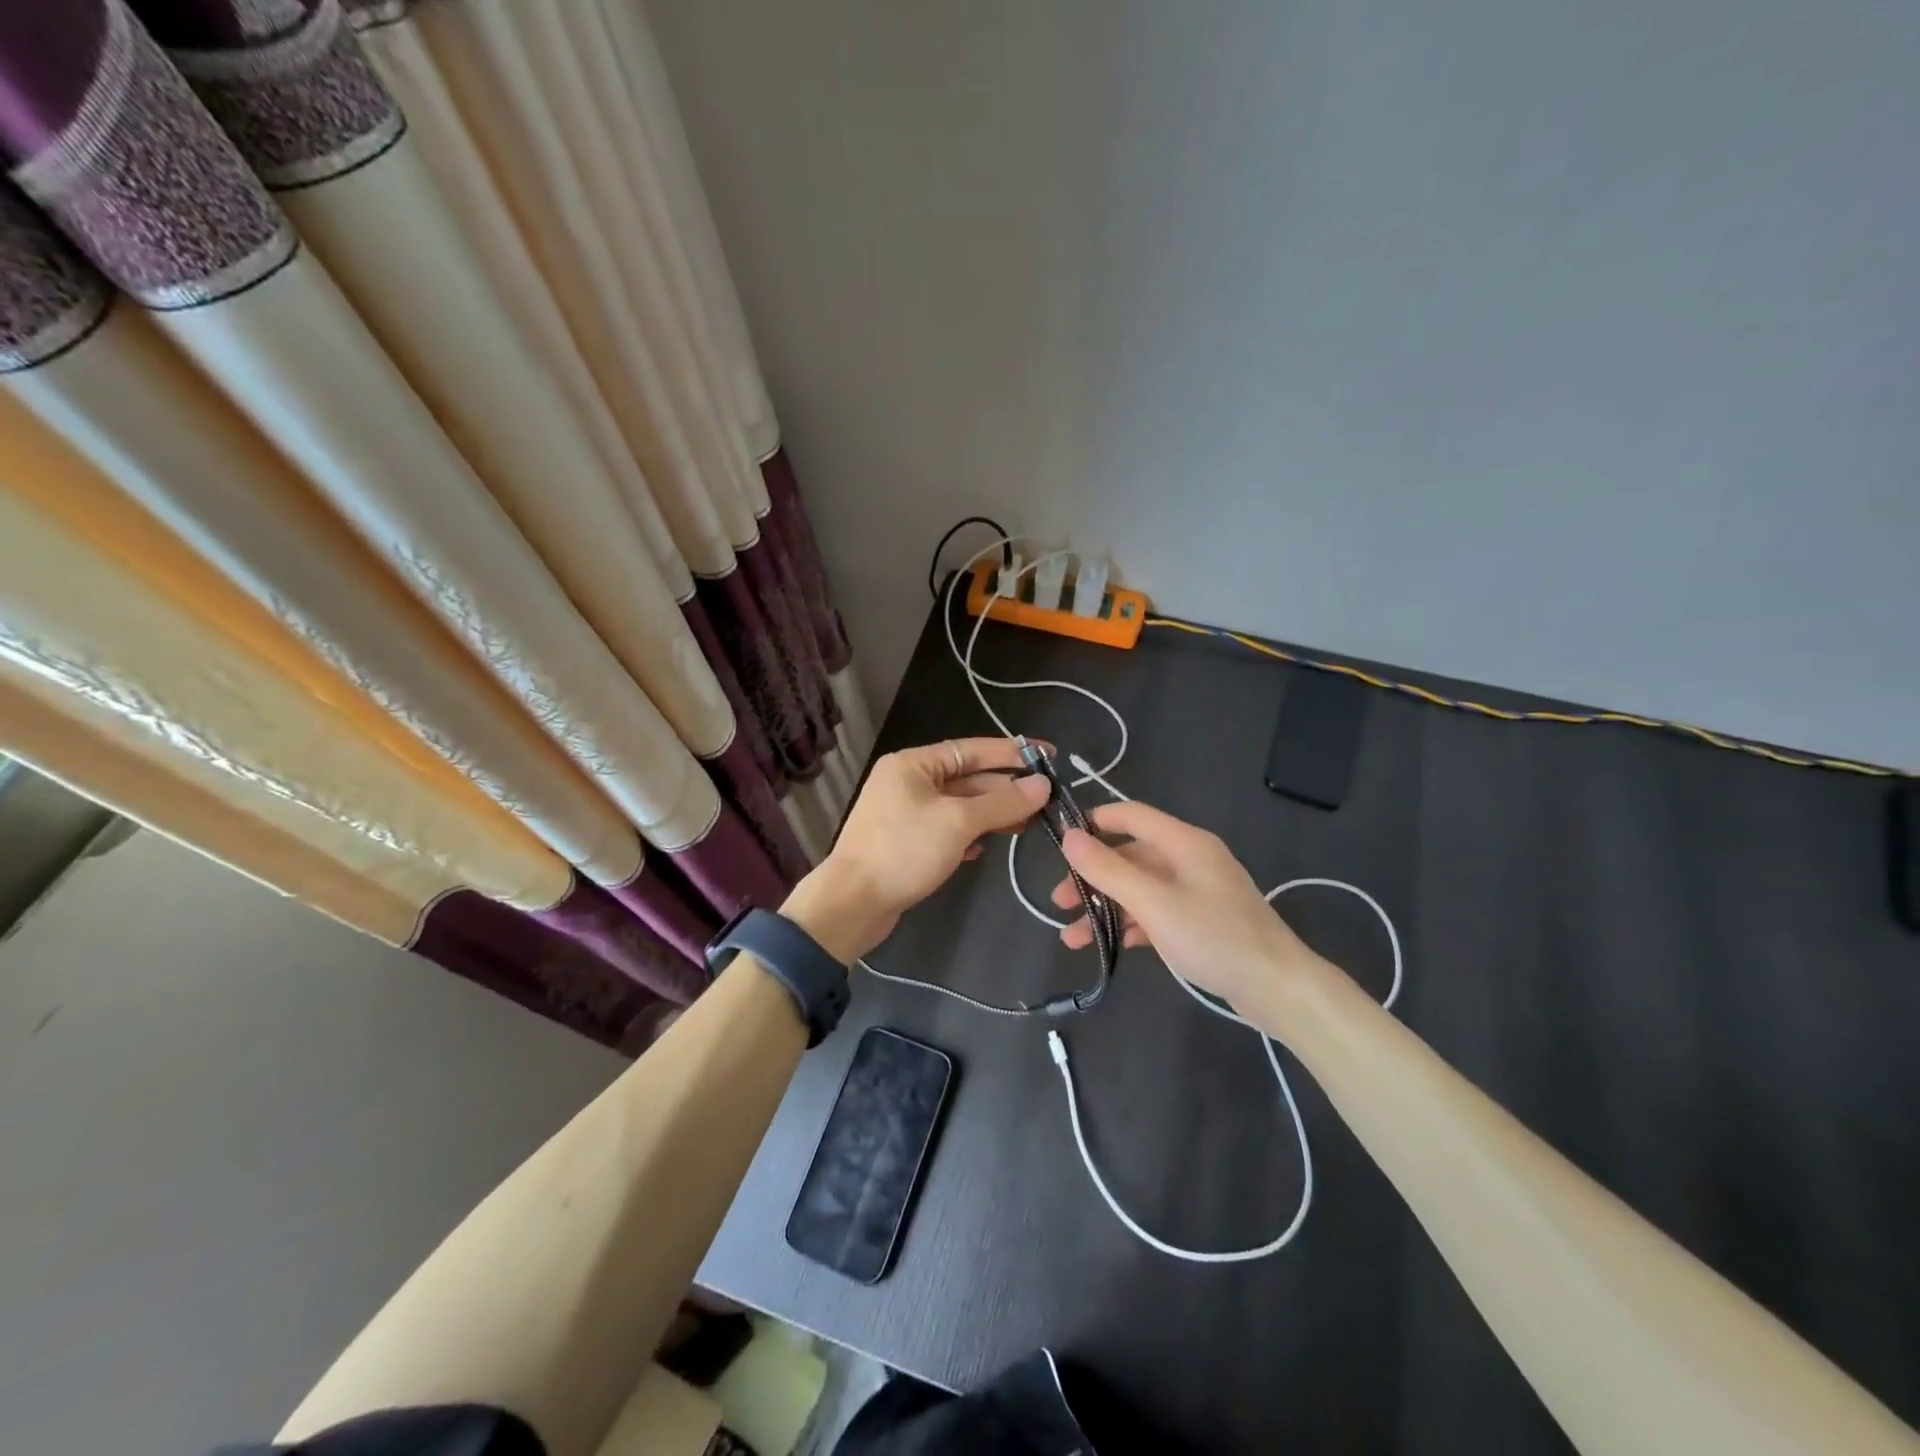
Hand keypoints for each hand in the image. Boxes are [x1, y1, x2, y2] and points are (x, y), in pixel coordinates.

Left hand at [783, 738, 1049, 962]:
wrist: (852, 904)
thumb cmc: (904, 851)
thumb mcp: (958, 822)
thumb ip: (1002, 802)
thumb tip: (1043, 784)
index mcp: (914, 764)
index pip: (972, 749)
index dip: (1013, 753)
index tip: (1049, 757)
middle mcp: (908, 782)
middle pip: (968, 778)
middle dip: (1006, 789)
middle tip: (1048, 800)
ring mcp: (906, 813)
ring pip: (960, 807)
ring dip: (992, 815)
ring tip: (1028, 824)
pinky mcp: (907, 843)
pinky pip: (947, 830)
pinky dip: (969, 836)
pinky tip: (986, 849)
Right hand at [1049, 800, 1323, 1006]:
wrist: (1277, 988)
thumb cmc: (1213, 937)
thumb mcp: (1153, 903)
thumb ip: (1108, 870)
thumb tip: (1069, 837)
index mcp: (1184, 842)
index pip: (1130, 814)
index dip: (1094, 822)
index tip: (1059, 842)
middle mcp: (1190, 859)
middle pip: (1130, 856)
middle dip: (1092, 877)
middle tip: (1059, 902)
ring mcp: (1197, 890)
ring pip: (1140, 888)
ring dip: (1106, 908)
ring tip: (1073, 938)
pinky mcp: (1201, 920)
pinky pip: (1156, 911)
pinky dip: (1131, 924)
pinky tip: (1111, 947)